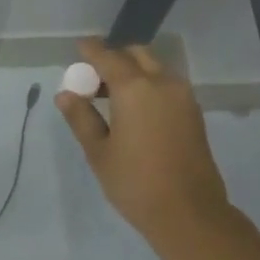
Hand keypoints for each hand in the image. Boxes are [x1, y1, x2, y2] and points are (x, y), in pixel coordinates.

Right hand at [54, 38, 231, 249]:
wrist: (188, 212)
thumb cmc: (134, 182)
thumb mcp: (99, 151)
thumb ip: (81, 118)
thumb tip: (66, 94)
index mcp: (135, 88)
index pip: (108, 57)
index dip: (91, 50)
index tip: (79, 46)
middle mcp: (162, 83)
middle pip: (137, 55)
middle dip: (114, 57)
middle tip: (93, 76)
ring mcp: (183, 97)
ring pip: (154, 68)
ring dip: (132, 71)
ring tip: (109, 95)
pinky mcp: (193, 113)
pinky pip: (166, 85)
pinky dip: (147, 85)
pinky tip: (132, 109)